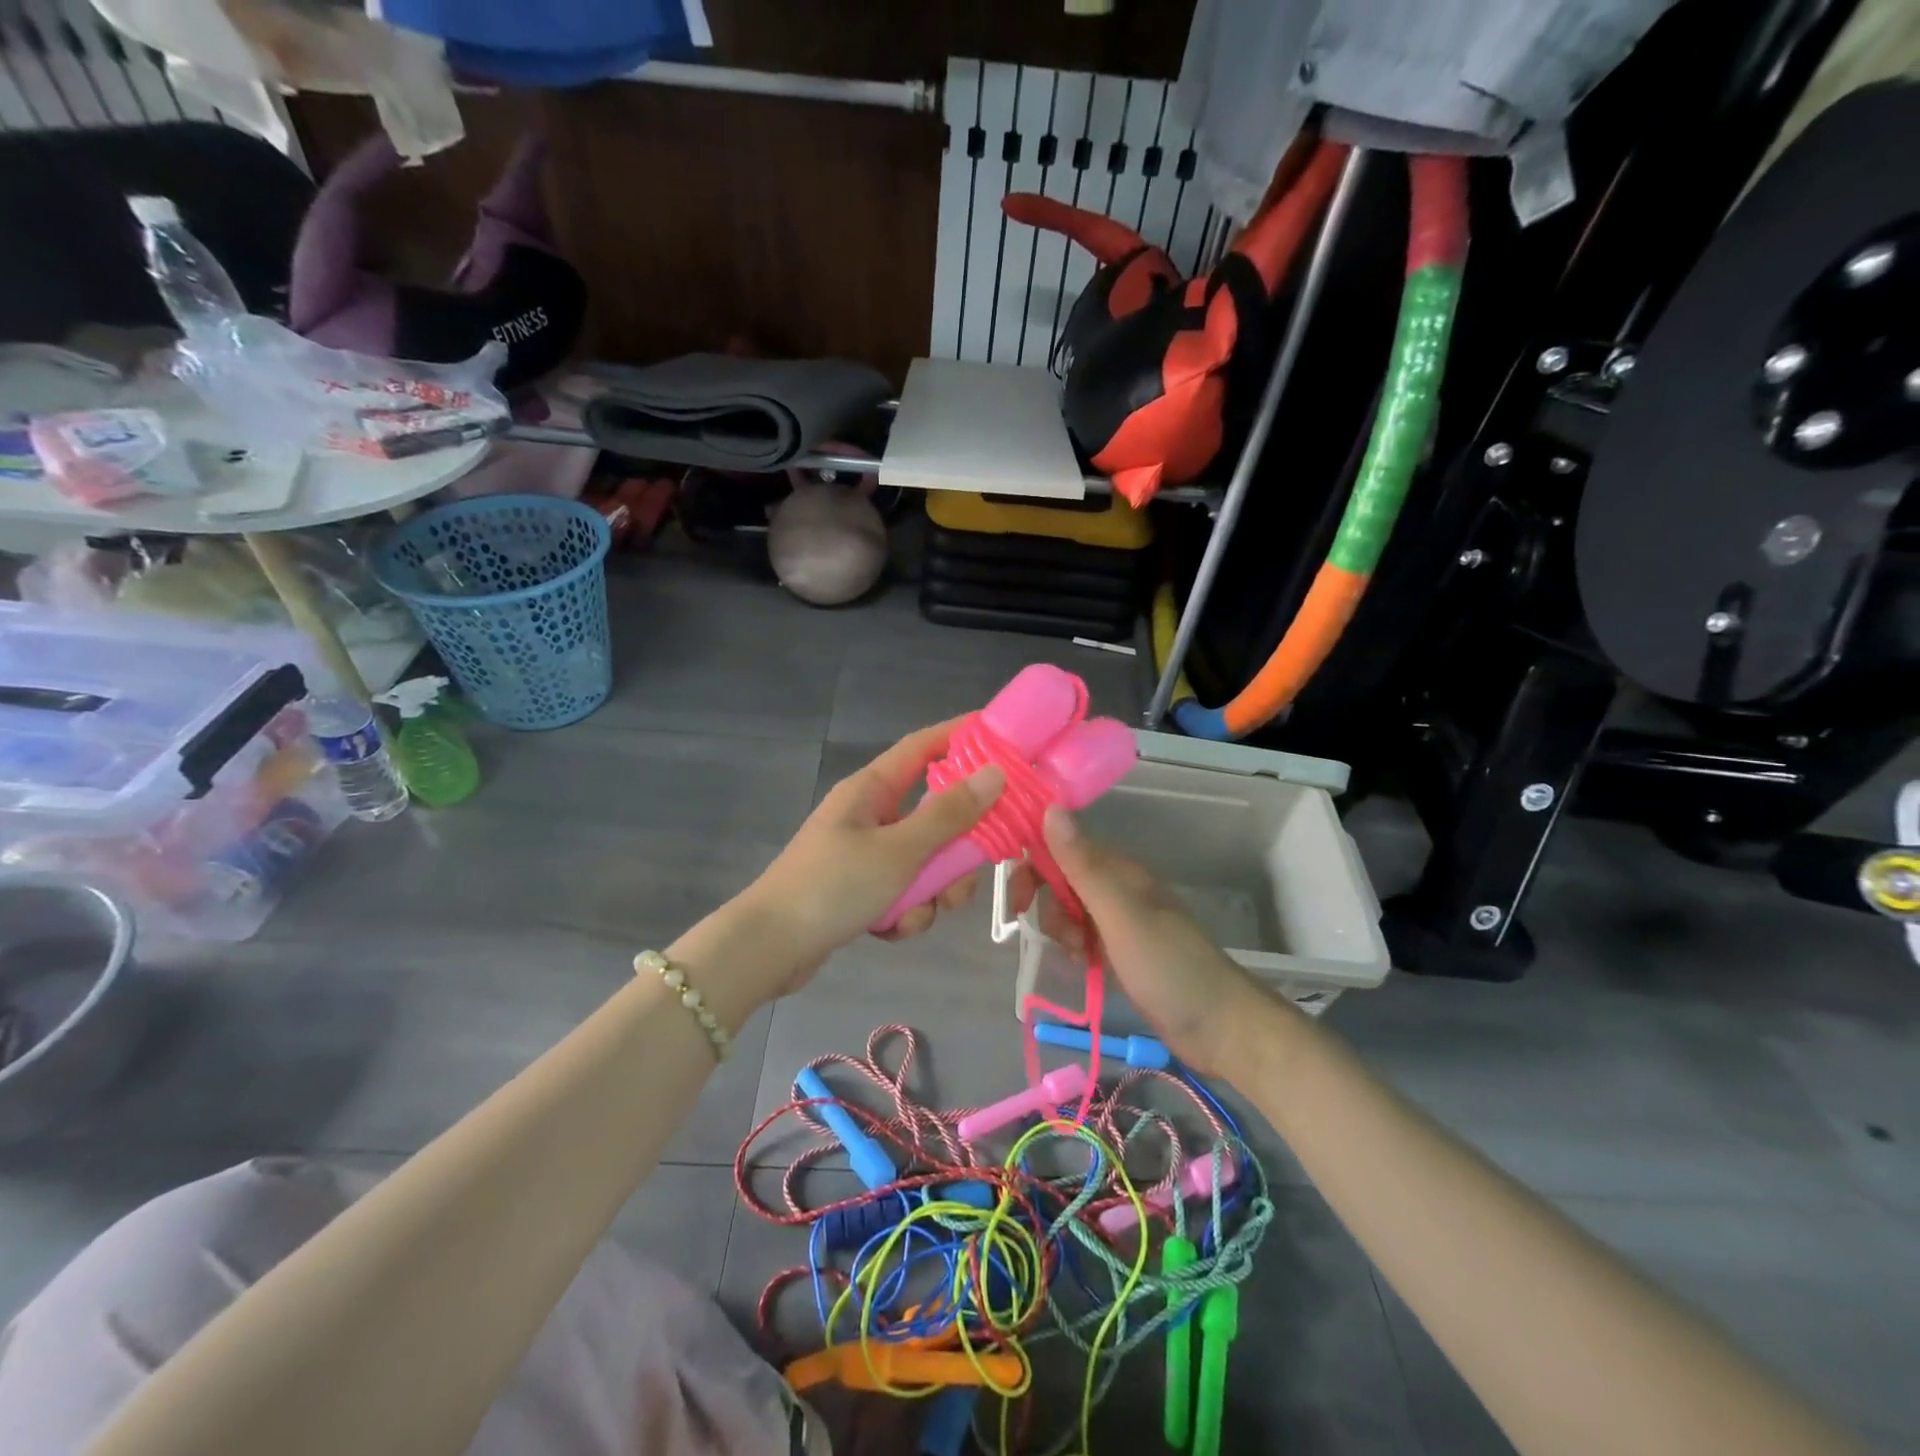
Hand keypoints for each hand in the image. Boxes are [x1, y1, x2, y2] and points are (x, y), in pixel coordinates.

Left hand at [742, 720, 1005, 990]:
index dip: (962, 736)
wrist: (769, 949)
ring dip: (931, 891)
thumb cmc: (833, 886)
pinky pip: (904, 891)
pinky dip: (905, 911)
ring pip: (925, 860)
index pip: (924, 746)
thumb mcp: (899, 851)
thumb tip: (995, 773)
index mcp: (872, 789)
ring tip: (917, 914)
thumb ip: (949, 815)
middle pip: (934, 814)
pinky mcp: (861, 889)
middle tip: (969, 873)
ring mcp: (865, 852)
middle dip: (956, 849)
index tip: (1003, 737)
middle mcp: (870, 814)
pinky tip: (890, 930)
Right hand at [1013, 806, 1272, 1075]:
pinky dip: (1076, 947)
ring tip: (1082, 954)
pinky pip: (1082, 935)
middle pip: (1060, 877)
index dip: (1033, 865)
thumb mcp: (1120, 914)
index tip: (1017, 900)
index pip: (1060, 846)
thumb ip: (1083, 866)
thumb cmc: (1168, 966)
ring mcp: (1119, 918)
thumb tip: (1051, 808)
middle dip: (1047, 903)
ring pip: (1068, 908)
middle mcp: (1116, 886)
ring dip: (1062, 930)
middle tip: (1056, 935)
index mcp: (1118, 869)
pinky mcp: (1120, 948)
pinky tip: (1087, 965)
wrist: (1218, 1025)